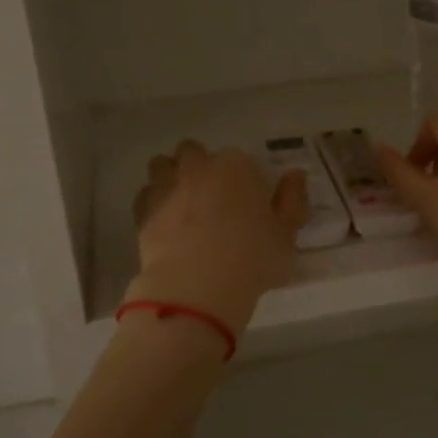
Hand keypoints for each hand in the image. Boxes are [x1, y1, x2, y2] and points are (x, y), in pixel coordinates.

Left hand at [126, 140, 307, 333]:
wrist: (197, 286)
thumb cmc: (252, 258)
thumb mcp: (287, 235)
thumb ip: (293, 201)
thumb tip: (295, 175)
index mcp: (237, 166)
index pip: (240, 160)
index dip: (243, 179)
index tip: (247, 202)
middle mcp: (198, 166)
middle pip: (193, 152)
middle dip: (199, 167)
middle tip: (212, 198)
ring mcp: (167, 185)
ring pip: (163, 165)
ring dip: (170, 176)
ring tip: (182, 204)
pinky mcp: (143, 210)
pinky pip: (146, 195)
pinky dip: (153, 202)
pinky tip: (164, 223)